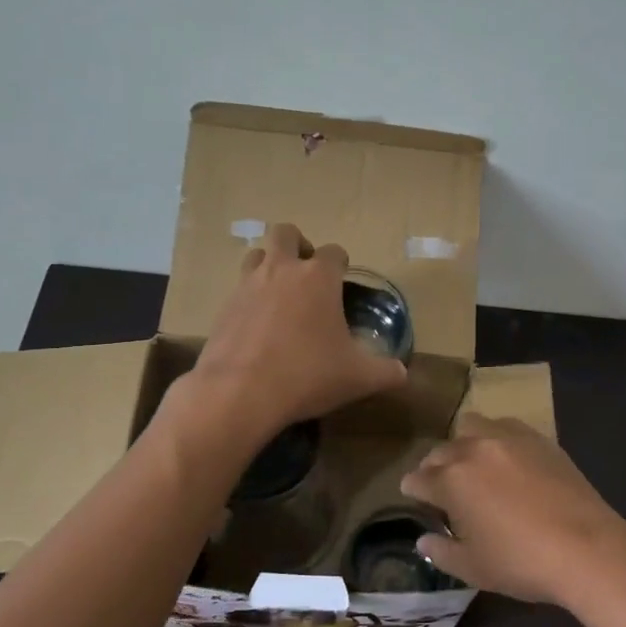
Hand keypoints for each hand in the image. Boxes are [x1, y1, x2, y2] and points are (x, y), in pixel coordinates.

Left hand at [191, 223, 407, 437]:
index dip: (341, 264)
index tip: (343, 279)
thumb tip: (402, 373)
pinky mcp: (223, 308)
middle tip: (307, 274)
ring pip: (256, 255)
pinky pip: (238, 290)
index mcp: (318, 277)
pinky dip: (250, 299)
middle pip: (286, 233)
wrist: (240, 393)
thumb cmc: (308, 375)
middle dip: (298, 245)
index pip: (334, 252)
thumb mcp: (358, 378)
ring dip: (269, 265)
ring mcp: (247, 286)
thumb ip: (386, 372)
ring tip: (280, 293)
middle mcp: (281, 270)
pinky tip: (258, 327)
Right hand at [400, 414, 625, 607]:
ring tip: (472, 462)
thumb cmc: (522, 562)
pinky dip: (496, 437)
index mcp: (452, 481)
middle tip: (441, 484)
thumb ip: (442, 552)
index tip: (412, 493)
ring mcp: (509, 439)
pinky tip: (506, 457)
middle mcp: (474, 450)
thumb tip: (424, 540)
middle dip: (435, 466)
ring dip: (464, 442)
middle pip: (442, 450)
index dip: (412, 489)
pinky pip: (506, 426)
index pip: (420, 479)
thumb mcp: (473, 568)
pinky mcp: (539, 439)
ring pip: (472, 426)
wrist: (587, 547)